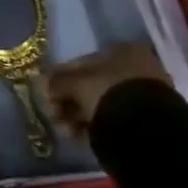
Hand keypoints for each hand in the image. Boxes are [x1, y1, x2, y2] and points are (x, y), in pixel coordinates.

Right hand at [45, 43, 172, 138]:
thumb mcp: (77, 84)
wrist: (145, 131)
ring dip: (77, 115)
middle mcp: (136, 69)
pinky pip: (112, 119)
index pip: (83, 62)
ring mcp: (143, 96)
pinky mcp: (145, 122)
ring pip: (100, 103)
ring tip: (64, 130)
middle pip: (91, 84)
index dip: (60, 77)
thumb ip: (58, 81)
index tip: (46, 93)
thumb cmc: (109, 93)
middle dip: (68, 100)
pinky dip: (93, 126)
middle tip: (52, 114)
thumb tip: (42, 83)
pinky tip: (77, 136)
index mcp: (124, 51)